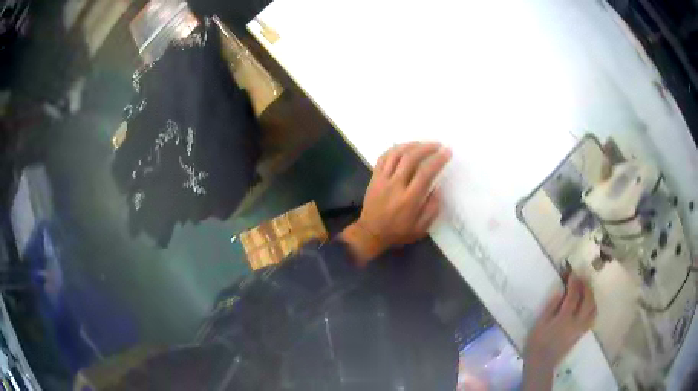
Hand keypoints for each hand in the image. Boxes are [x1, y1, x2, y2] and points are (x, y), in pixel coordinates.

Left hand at [340, 142, 451, 265]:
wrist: (370, 233)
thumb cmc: (398, 232)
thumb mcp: (421, 228)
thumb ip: (432, 208)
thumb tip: (437, 188)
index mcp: (409, 199)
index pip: (425, 173)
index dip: (438, 160)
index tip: (447, 152)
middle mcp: (395, 185)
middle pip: (411, 158)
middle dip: (426, 147)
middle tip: (438, 145)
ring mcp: (382, 179)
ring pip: (396, 154)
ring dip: (411, 145)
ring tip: (423, 143)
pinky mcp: (374, 177)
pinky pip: (383, 156)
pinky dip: (395, 149)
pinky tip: (404, 147)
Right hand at [523, 275, 596, 390]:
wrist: (541, 364)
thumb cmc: (536, 343)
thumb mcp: (539, 324)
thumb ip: (551, 307)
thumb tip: (560, 291)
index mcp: (564, 318)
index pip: (574, 296)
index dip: (574, 282)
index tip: (572, 273)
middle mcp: (576, 322)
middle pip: (588, 300)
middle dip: (586, 287)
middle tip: (581, 278)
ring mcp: (580, 328)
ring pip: (593, 309)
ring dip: (591, 296)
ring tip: (586, 289)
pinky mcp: (581, 334)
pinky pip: (592, 318)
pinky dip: (592, 307)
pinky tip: (588, 305)